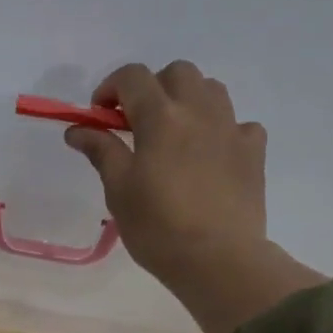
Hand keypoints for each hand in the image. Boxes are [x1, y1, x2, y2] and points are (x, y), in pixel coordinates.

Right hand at [67, 61, 326, 332]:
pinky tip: (212, 155)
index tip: (100, 116)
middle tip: (138, 123)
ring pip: (211, 90)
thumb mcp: (119, 190)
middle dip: (153, 88)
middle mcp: (199, 111)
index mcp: (161, 117)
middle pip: (177, 73)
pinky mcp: (254, 151)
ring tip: (176, 134)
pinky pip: (239, 124)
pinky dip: (222, 130)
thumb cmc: (158, 228)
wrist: (218, 259)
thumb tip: (78, 129)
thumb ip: (101, 151)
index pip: (132, 77)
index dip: (111, 88)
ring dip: (188, 100)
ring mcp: (231, 128)